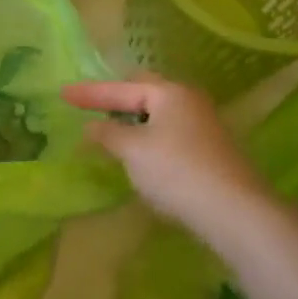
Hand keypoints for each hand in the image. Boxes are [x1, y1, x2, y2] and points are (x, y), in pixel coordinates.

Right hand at [61, 73, 275, 240]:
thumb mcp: (133, 151)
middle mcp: (189, 100)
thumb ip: (108, 134)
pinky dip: (149, 137)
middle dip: (116, 99)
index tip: (63, 92)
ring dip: (133, 121)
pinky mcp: (211, 150)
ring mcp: (204, 125)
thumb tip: (91, 127)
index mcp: (169, 92)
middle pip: (144, 92)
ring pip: (158, 114)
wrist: (235, 211)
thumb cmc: (177, 171)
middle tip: (91, 106)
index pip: (121, 87)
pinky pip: (170, 133)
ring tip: (111, 132)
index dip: (90, 92)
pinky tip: (141, 155)